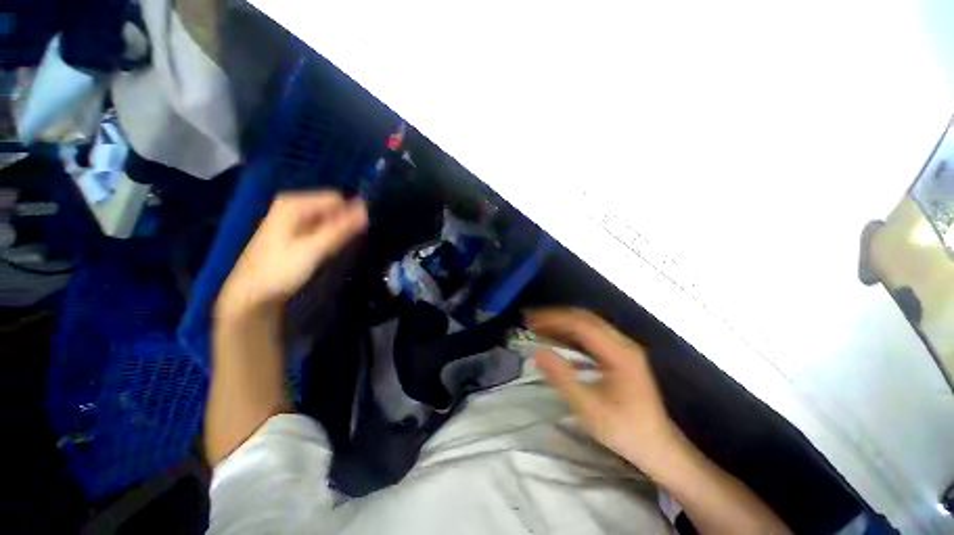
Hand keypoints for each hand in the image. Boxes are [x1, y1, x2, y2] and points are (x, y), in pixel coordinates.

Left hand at [216, 191, 366, 317]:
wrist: (251, 294)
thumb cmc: (281, 269)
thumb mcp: (314, 249)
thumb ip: (341, 229)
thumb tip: (366, 211)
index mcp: (294, 203)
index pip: (336, 198)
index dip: (350, 214)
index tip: (358, 234)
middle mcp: (292, 205)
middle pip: (330, 207)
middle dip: (343, 223)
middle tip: (345, 245)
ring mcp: (291, 218)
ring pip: (327, 219)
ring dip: (337, 231)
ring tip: (335, 250)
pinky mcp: (292, 231)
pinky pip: (319, 227)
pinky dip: (328, 236)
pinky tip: (326, 251)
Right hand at [527, 308, 676, 469]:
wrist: (659, 448)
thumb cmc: (624, 430)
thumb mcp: (589, 408)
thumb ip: (562, 378)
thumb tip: (537, 352)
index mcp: (619, 353)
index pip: (581, 324)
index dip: (554, 319)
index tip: (531, 321)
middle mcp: (623, 343)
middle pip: (585, 318)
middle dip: (556, 316)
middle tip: (531, 321)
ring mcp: (624, 347)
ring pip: (589, 323)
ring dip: (563, 322)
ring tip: (539, 326)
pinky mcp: (621, 354)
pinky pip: (592, 333)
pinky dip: (571, 331)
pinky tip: (558, 337)